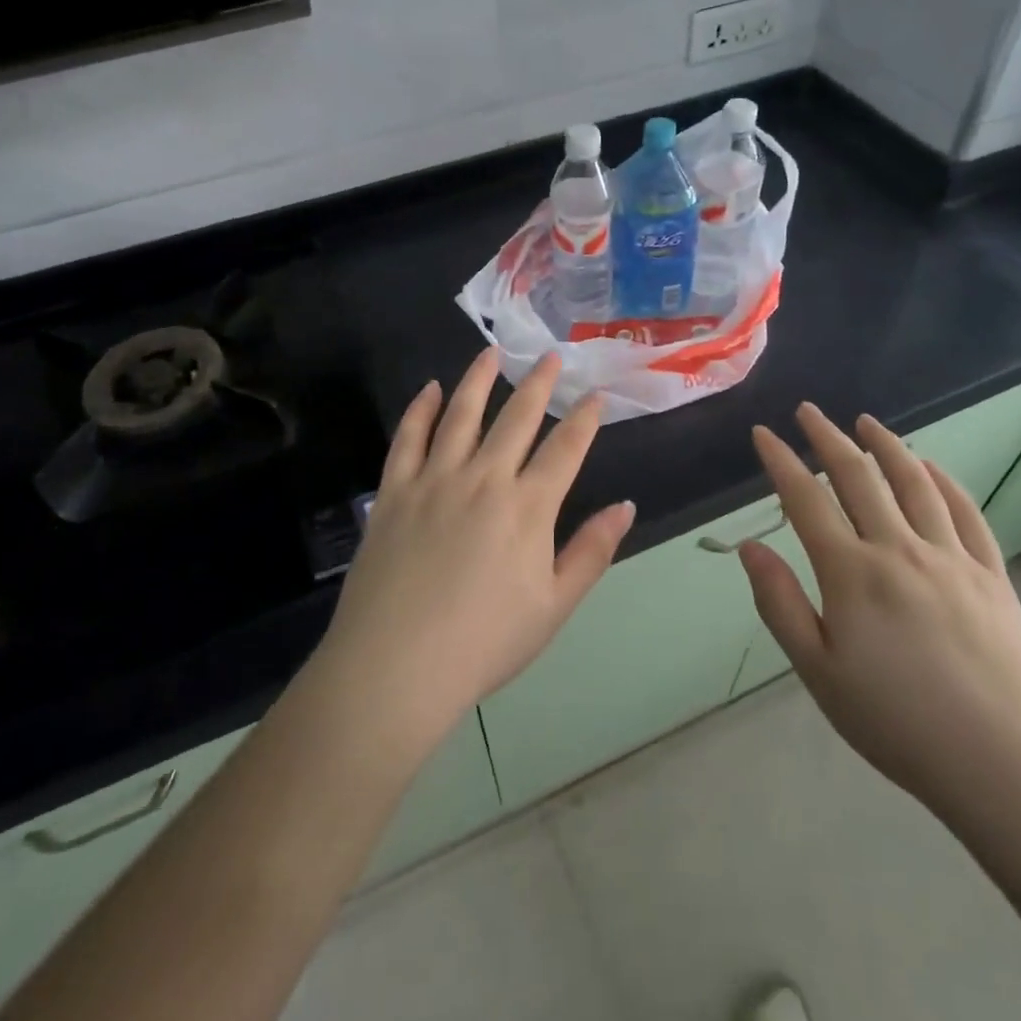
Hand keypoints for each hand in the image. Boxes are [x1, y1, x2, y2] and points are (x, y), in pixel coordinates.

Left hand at [316, 349, 633, 744]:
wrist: (396, 667)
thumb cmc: (484, 643)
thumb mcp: (554, 607)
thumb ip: (591, 551)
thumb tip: (626, 506)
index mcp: (528, 507)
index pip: (565, 448)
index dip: (584, 418)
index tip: (595, 394)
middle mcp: (484, 479)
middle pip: (517, 418)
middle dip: (538, 383)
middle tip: (549, 355)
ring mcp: (435, 480)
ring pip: (461, 414)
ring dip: (479, 379)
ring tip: (491, 353)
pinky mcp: (395, 491)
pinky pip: (409, 437)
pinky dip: (421, 409)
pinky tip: (430, 389)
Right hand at [740, 403, 1020, 823]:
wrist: (1008, 765)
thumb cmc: (898, 723)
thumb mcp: (819, 672)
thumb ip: (780, 604)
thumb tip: (749, 547)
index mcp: (851, 573)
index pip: (805, 499)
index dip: (780, 461)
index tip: (763, 434)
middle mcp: (899, 549)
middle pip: (858, 477)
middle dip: (828, 438)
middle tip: (809, 411)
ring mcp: (951, 558)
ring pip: (913, 483)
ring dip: (886, 445)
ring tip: (866, 422)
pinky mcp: (991, 575)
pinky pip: (964, 512)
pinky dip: (943, 480)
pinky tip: (930, 466)